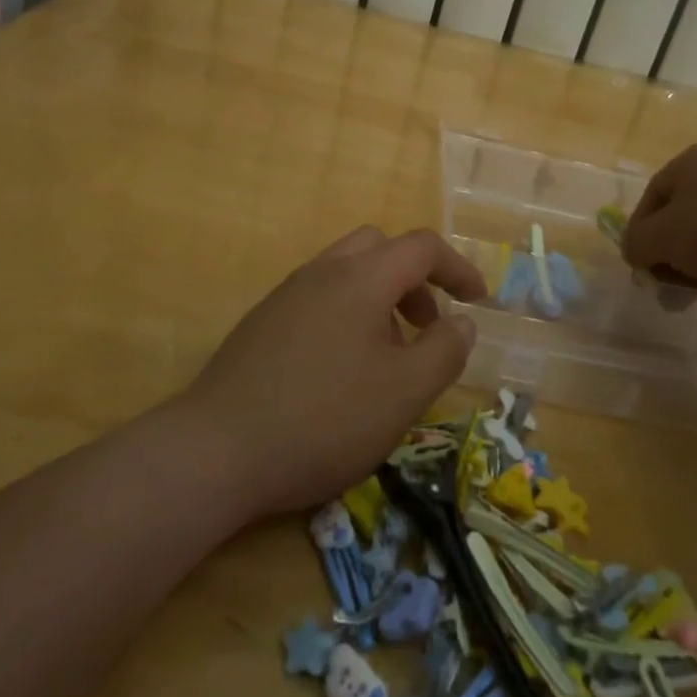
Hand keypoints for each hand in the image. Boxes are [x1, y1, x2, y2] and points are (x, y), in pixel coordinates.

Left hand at [178, 227, 485, 518]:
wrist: (217, 450)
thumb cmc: (324, 418)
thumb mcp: (403, 392)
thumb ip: (443, 351)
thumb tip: (461, 321)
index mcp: (360, 278)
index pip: (421, 247)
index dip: (457, 267)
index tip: (478, 300)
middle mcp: (321, 272)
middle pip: (379, 247)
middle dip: (414, 279)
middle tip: (426, 325)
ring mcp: (285, 296)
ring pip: (346, 273)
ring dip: (379, 299)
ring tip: (386, 358)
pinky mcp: (262, 324)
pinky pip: (318, 298)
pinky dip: (346, 314)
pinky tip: (340, 372)